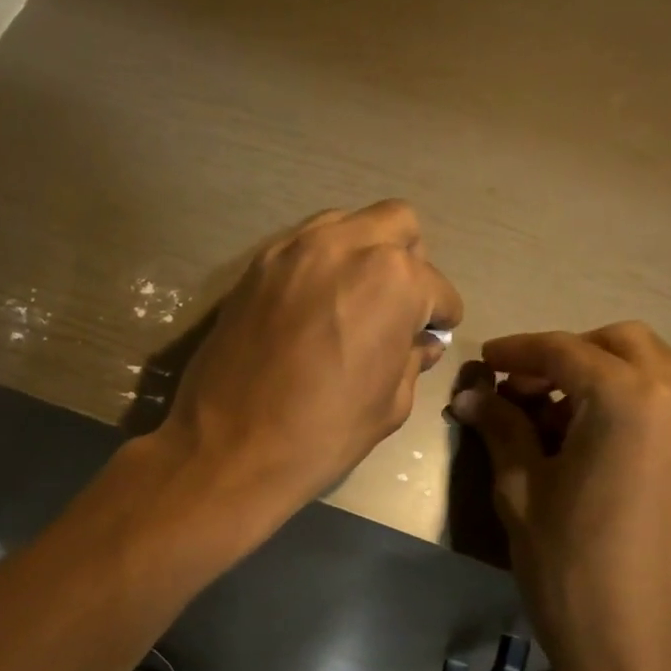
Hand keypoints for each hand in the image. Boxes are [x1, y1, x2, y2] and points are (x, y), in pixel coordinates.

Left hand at [157, 200, 461, 515]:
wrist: (230, 446)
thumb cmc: (323, 433)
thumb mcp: (389, 405)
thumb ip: (411, 361)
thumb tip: (420, 343)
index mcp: (393, 279)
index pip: (436, 288)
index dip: (440, 317)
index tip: (432, 334)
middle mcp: (346, 245)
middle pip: (397, 225)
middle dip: (408, 261)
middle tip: (396, 305)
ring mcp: (294, 248)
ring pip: (346, 224)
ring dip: (362, 252)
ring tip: (352, 300)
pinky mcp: (256, 265)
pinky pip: (302, 245)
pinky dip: (319, 265)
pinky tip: (312, 306)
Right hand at [450, 323, 670, 670]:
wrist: (644, 654)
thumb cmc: (570, 570)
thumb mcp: (522, 493)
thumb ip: (501, 430)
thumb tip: (473, 395)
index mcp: (629, 401)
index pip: (566, 351)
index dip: (519, 351)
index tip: (485, 361)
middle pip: (622, 344)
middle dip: (567, 354)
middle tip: (522, 388)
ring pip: (655, 372)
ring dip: (603, 377)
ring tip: (555, 418)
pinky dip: (633, 404)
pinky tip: (596, 444)